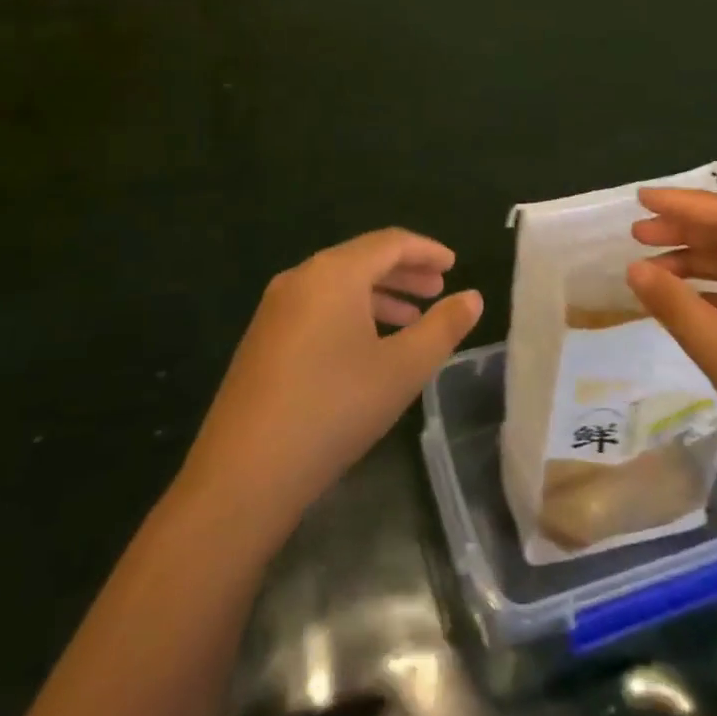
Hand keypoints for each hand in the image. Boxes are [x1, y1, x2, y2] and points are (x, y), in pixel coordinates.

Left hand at [178, 229, 481, 528]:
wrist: (244, 473)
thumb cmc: (334, 408)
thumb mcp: (402, 369)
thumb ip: (443, 328)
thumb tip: (472, 297)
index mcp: (334, 272)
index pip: (390, 242)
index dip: (426, 250)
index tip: (453, 265)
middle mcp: (301, 277)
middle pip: (362, 260)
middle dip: (404, 272)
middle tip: (438, 291)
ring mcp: (276, 308)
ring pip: (339, 286)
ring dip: (379, 296)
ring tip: (411, 321)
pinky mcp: (263, 338)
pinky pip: (318, 308)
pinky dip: (351, 314)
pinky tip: (368, 347)